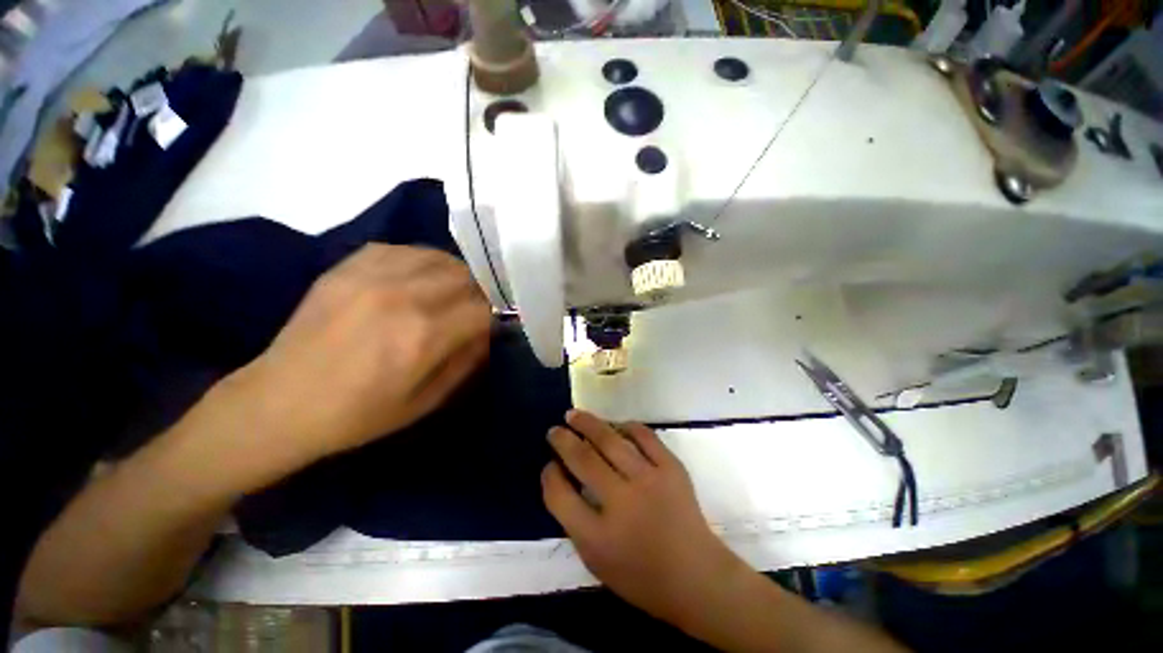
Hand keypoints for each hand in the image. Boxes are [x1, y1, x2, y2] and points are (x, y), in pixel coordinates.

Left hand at [222, 244, 490, 467]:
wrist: (280, 403)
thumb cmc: (359, 414)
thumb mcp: (427, 401)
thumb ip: (467, 361)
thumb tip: (488, 333)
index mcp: (425, 335)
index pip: (484, 308)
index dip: (496, 314)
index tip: (495, 323)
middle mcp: (404, 296)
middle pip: (466, 276)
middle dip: (481, 292)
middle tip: (476, 308)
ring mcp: (372, 275)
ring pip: (438, 257)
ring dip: (455, 274)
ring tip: (452, 291)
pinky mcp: (347, 267)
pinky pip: (401, 249)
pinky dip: (421, 262)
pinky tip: (418, 278)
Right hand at [542, 410, 746, 625]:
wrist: (696, 577)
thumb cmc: (641, 576)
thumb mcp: (597, 562)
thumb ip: (575, 521)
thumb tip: (562, 477)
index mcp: (598, 536)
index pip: (560, 496)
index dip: (550, 476)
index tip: (549, 465)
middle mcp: (621, 502)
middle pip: (583, 460)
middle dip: (563, 441)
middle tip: (554, 430)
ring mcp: (649, 480)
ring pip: (611, 440)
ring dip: (588, 424)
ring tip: (573, 415)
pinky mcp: (671, 468)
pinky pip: (644, 436)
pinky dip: (627, 426)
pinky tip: (615, 425)